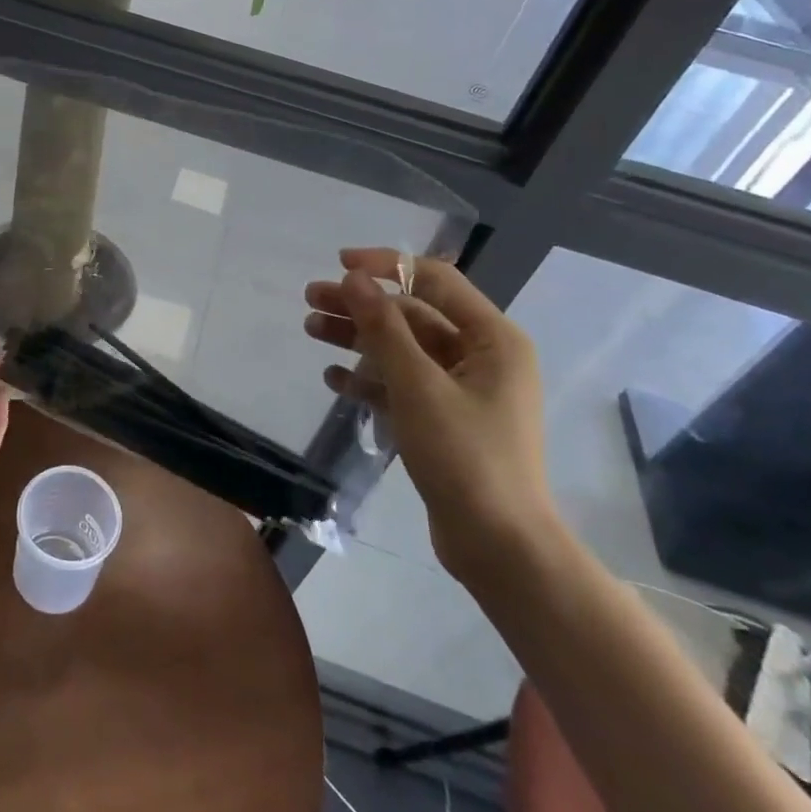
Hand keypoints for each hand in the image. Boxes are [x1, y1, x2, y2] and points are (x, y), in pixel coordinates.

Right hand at [304, 249, 556, 585]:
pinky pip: (403, 385)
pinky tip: (334, 378)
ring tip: (311, 331)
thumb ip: (384, 328)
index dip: (386, 266)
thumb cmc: (465, 457)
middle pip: (413, 315)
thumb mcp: (418, 386)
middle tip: (310, 300)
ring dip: (359, 339)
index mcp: (493, 338)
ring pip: (404, 349)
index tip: (339, 264)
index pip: (435, 281)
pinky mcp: (446, 420)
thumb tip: (353, 279)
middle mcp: (483, 356)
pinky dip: (370, 378)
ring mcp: (464, 390)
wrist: (500, 547)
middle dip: (362, 306)